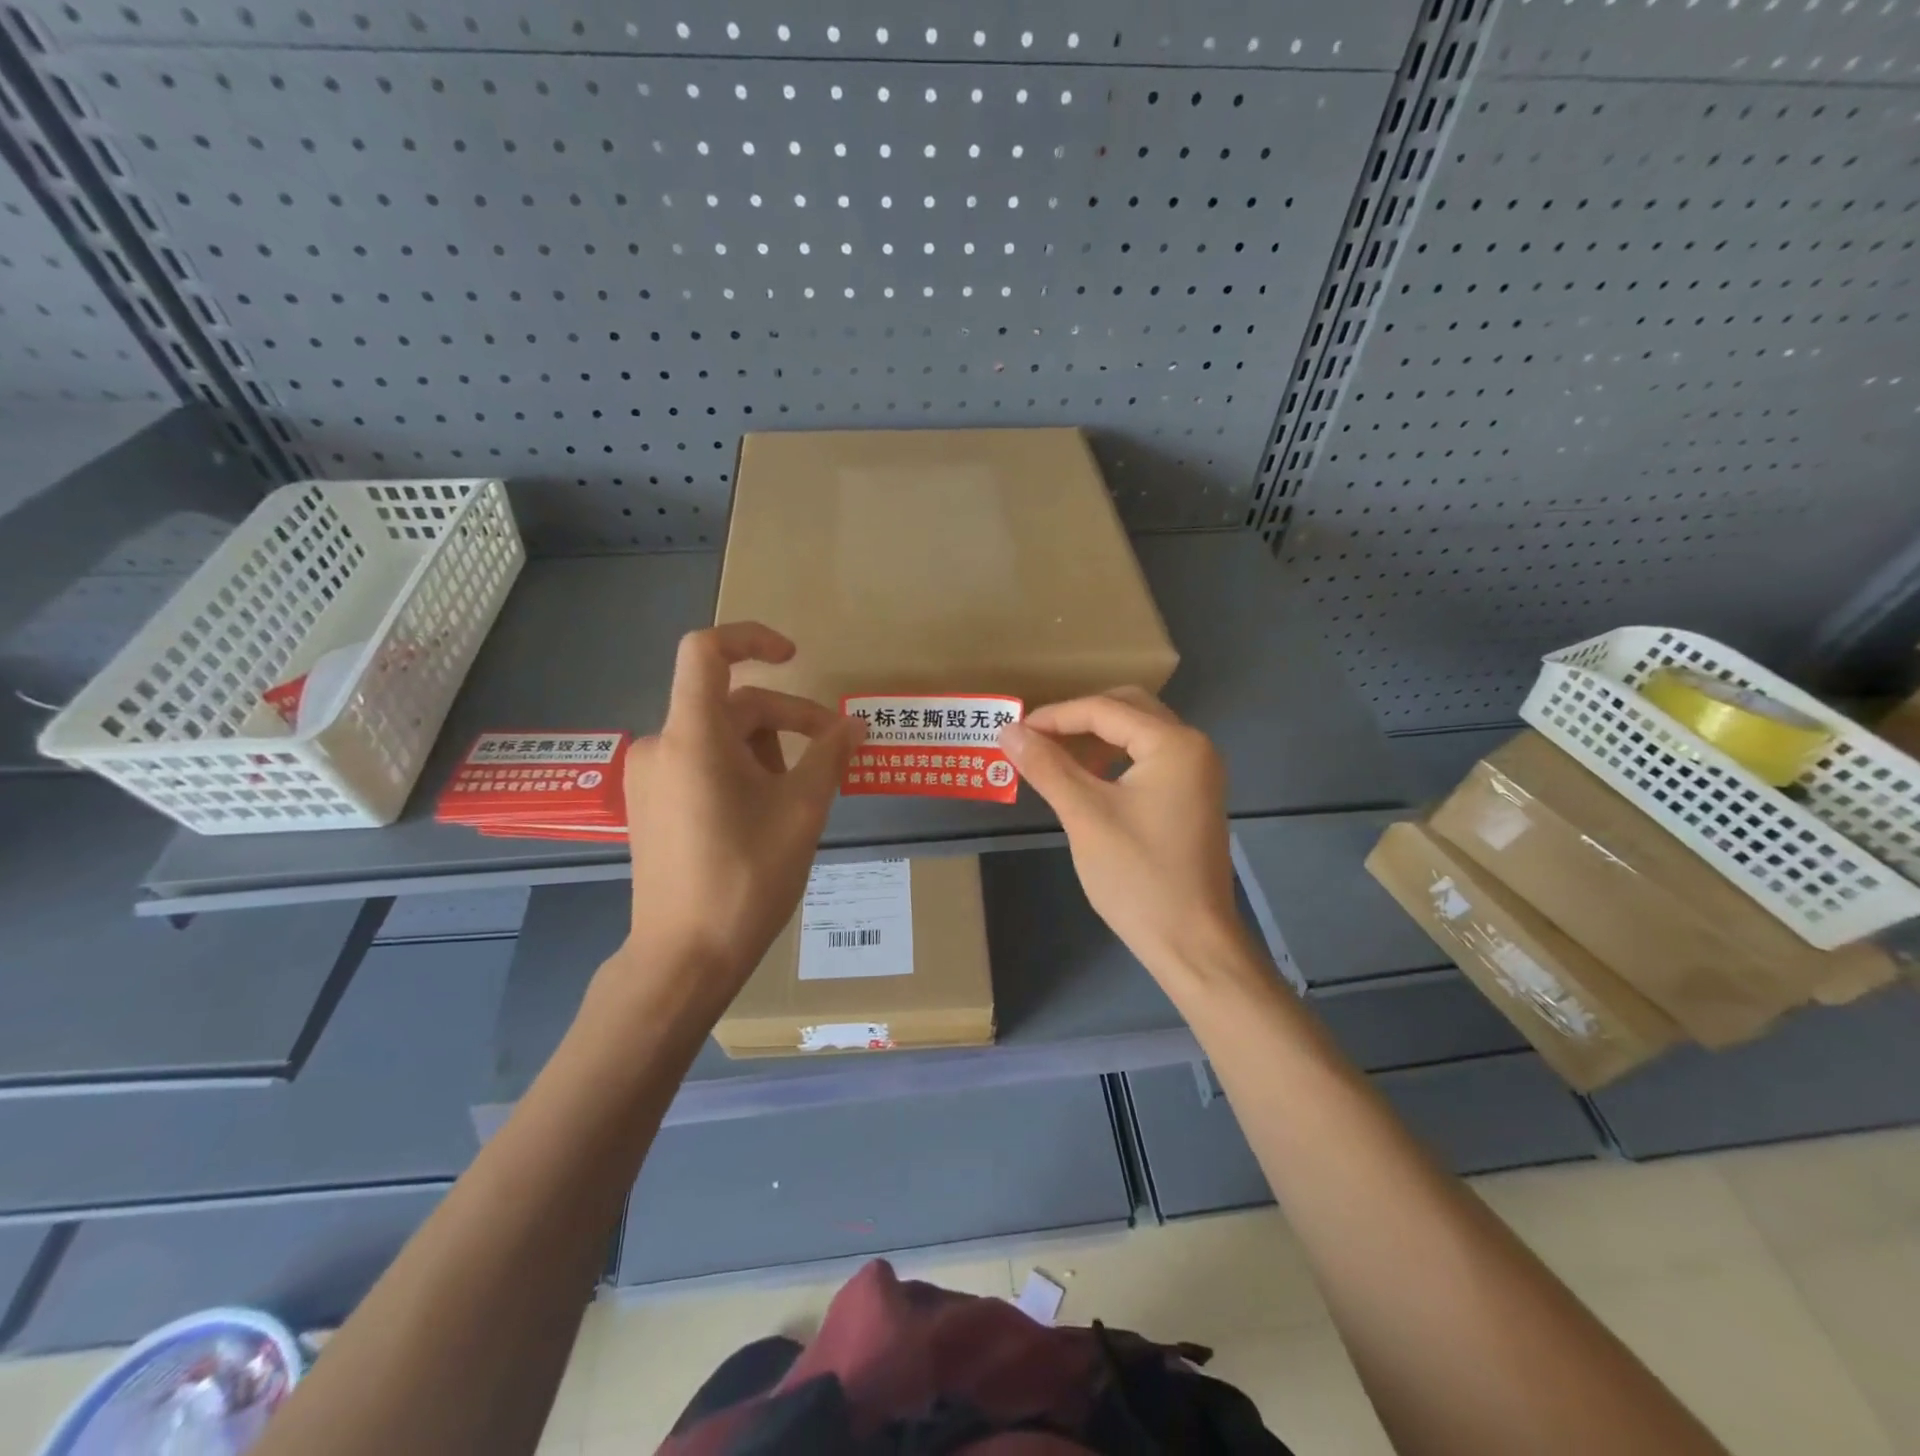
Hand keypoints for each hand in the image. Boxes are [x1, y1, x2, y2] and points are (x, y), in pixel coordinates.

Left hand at [615, 623, 862, 1006]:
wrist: (685, 958)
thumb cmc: (747, 878)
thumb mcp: (802, 810)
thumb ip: (829, 756)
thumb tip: (855, 725)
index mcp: (692, 736)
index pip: (706, 651)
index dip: (752, 638)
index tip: (794, 657)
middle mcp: (661, 746)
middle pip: (731, 704)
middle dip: (788, 719)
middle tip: (834, 752)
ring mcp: (650, 778)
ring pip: (719, 738)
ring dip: (767, 749)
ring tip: (800, 793)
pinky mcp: (650, 805)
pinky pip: (700, 764)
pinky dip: (740, 769)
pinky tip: (767, 809)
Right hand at [999, 690, 1250, 986]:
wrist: (1192, 943)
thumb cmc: (1138, 877)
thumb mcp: (1085, 816)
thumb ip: (1047, 767)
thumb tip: (1008, 731)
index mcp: (1175, 744)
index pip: (1105, 709)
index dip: (1055, 716)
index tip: (1014, 731)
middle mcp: (1193, 748)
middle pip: (1128, 709)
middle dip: (1078, 718)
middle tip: (1036, 737)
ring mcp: (1197, 774)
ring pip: (1139, 734)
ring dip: (1096, 738)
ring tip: (1054, 756)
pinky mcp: (1192, 798)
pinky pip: (1148, 760)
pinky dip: (1114, 760)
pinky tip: (1086, 780)